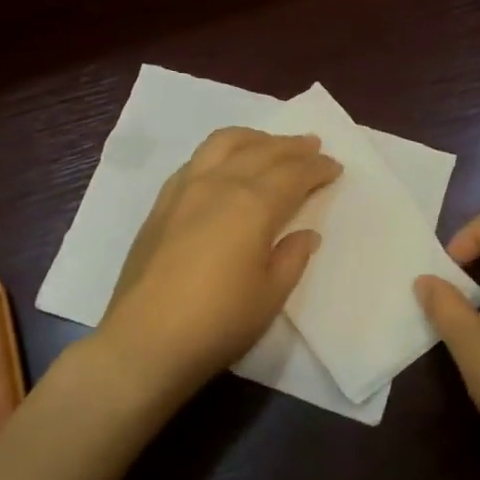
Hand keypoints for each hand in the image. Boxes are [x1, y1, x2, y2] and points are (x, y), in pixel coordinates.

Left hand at [97, 128, 340, 403]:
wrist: (145, 340)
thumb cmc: (218, 322)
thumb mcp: (270, 295)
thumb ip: (292, 258)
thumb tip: (306, 234)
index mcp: (252, 204)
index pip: (293, 173)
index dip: (317, 168)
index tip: (334, 166)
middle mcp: (219, 184)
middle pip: (261, 151)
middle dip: (291, 146)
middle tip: (312, 145)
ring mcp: (184, 189)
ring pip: (223, 144)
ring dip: (254, 139)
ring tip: (270, 144)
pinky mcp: (161, 204)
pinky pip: (196, 160)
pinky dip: (221, 152)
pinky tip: (225, 165)